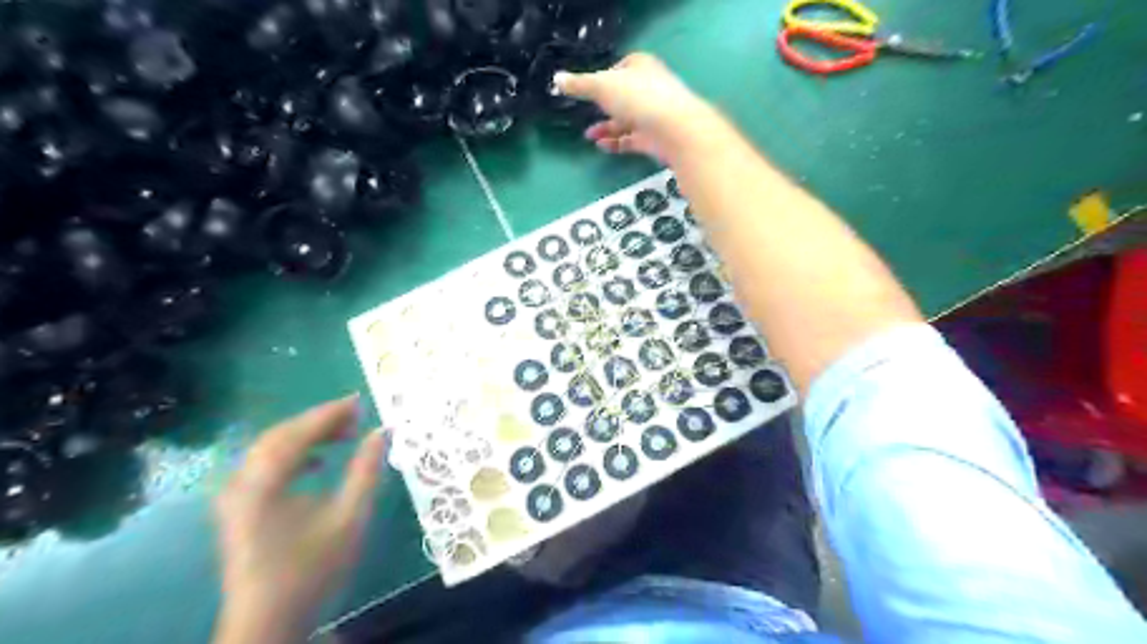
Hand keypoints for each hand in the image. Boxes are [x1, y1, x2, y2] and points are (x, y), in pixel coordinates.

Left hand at [209, 398, 382, 643]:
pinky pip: (263, 465)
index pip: (298, 433)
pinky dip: (292, 455)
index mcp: (264, 483)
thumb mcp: (350, 518)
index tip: (360, 401)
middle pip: (280, 435)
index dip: (330, 413)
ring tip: (342, 435)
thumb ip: (367, 470)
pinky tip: (315, 462)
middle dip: (319, 421)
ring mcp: (235, 496)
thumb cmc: (313, 569)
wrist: (268, 623)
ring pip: (270, 448)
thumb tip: (383, 432)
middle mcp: (241, 482)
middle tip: (355, 416)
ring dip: (306, 436)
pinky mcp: (237, 508)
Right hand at [554, 53, 714, 163]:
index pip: (621, 67)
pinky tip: (601, 147)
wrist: (675, 129)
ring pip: (627, 120)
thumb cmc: (638, 99)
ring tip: (588, 136)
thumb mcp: (602, 87)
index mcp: (641, 67)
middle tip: (586, 114)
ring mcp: (654, 114)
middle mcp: (650, 87)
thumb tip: (557, 79)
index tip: (590, 89)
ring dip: (607, 128)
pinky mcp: (655, 138)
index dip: (605, 77)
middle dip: (604, 107)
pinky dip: (617, 143)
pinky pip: (632, 139)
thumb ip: (579, 85)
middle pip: (624, 96)